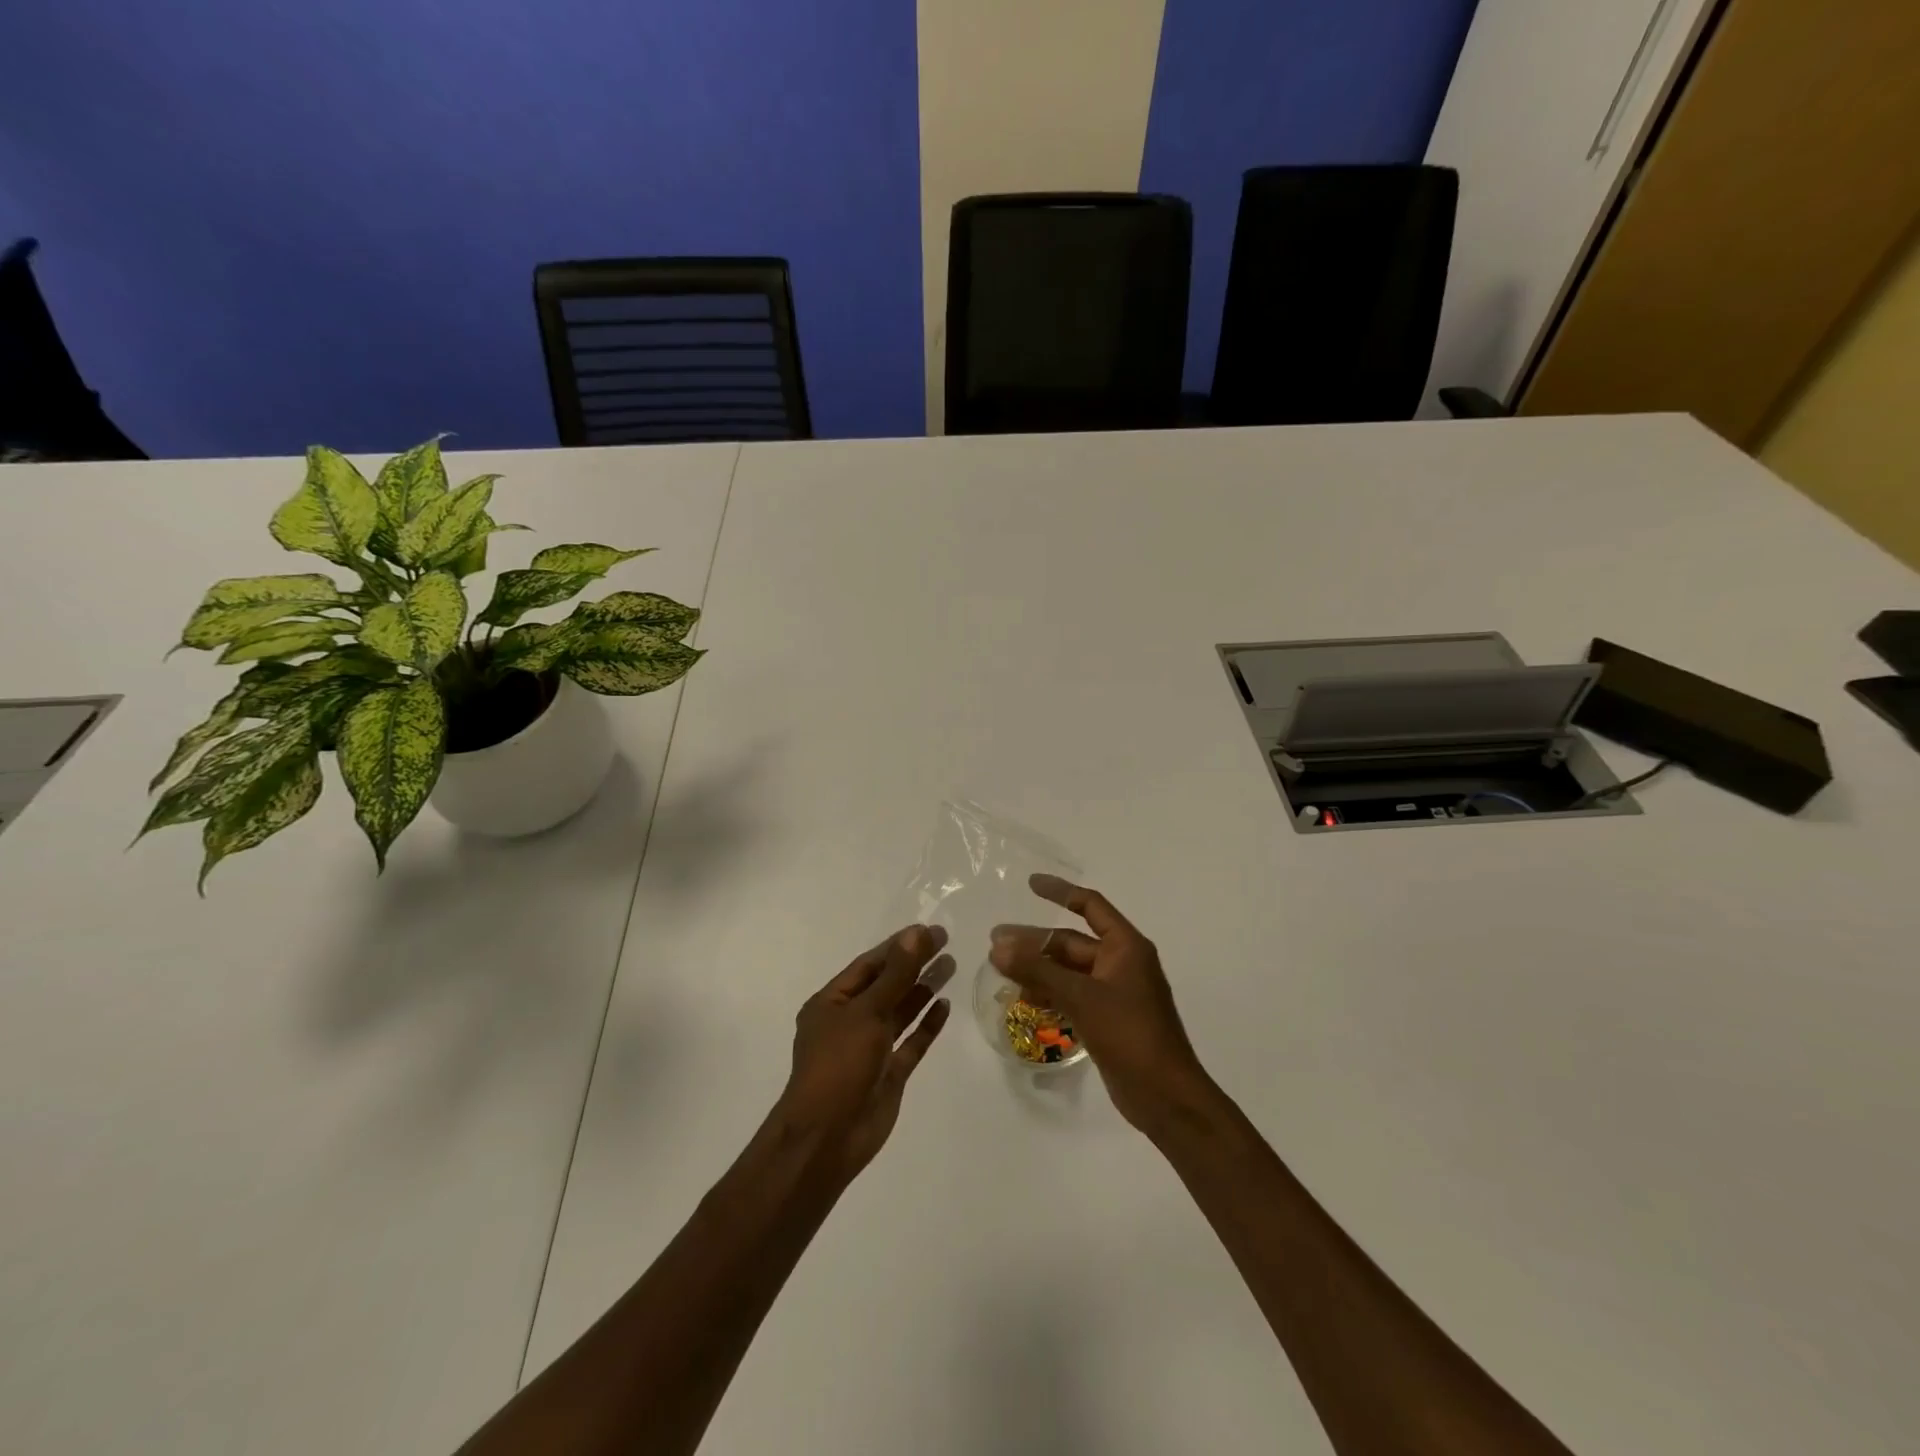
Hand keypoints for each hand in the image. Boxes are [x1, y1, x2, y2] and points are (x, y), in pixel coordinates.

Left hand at [776, 924, 953, 1178]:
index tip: (929, 930)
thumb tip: (917, 934)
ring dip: (923, 989)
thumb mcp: (867, 1012)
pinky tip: (945, 1006)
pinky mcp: (889, 1073)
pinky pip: (911, 1042)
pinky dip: (927, 1025)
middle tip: (946, 942)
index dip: (898, 946)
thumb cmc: (839, 1065)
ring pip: (900, 1011)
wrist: (828, 1138)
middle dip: (914, 964)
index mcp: (832, 1002)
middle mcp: (850, 1021)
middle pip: (887, 985)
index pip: (869, 965)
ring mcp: (870, 1049)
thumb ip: (896, 974)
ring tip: (951, 966)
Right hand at [991, 875, 1212, 1134]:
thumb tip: (998, 946)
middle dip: (1035, 942)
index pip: (1090, 905)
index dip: (1060, 891)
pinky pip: (1073, 995)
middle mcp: (1122, 963)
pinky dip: (1050, 993)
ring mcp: (1115, 993)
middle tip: (996, 944)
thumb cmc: (1129, 1034)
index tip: (1030, 884)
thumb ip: (1038, 970)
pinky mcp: (1108, 1019)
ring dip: (1038, 970)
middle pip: (1072, 942)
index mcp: (1126, 946)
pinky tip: (1025, 1000)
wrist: (1166, 1097)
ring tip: (1003, 973)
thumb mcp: (1081, 997)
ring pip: (1069, 971)